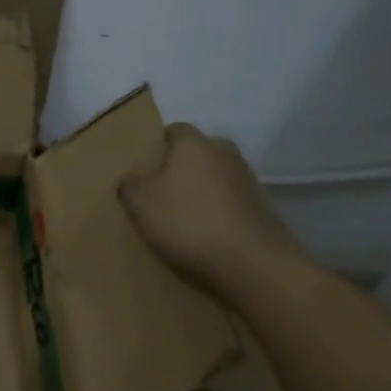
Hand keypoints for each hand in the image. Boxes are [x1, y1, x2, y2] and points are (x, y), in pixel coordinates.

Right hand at [120, 123, 304, 296]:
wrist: (249, 260)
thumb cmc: (187, 221)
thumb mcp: (140, 204)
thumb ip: (129, 185)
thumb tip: (132, 180)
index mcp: (194, 144)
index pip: (174, 130)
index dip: (157, 146)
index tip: (144, 168)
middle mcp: (224, 152)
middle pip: (197, 152)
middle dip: (181, 167)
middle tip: (160, 191)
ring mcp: (247, 178)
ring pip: (215, 176)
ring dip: (201, 189)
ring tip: (183, 215)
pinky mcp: (261, 204)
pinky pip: (230, 199)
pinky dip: (218, 209)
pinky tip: (205, 231)